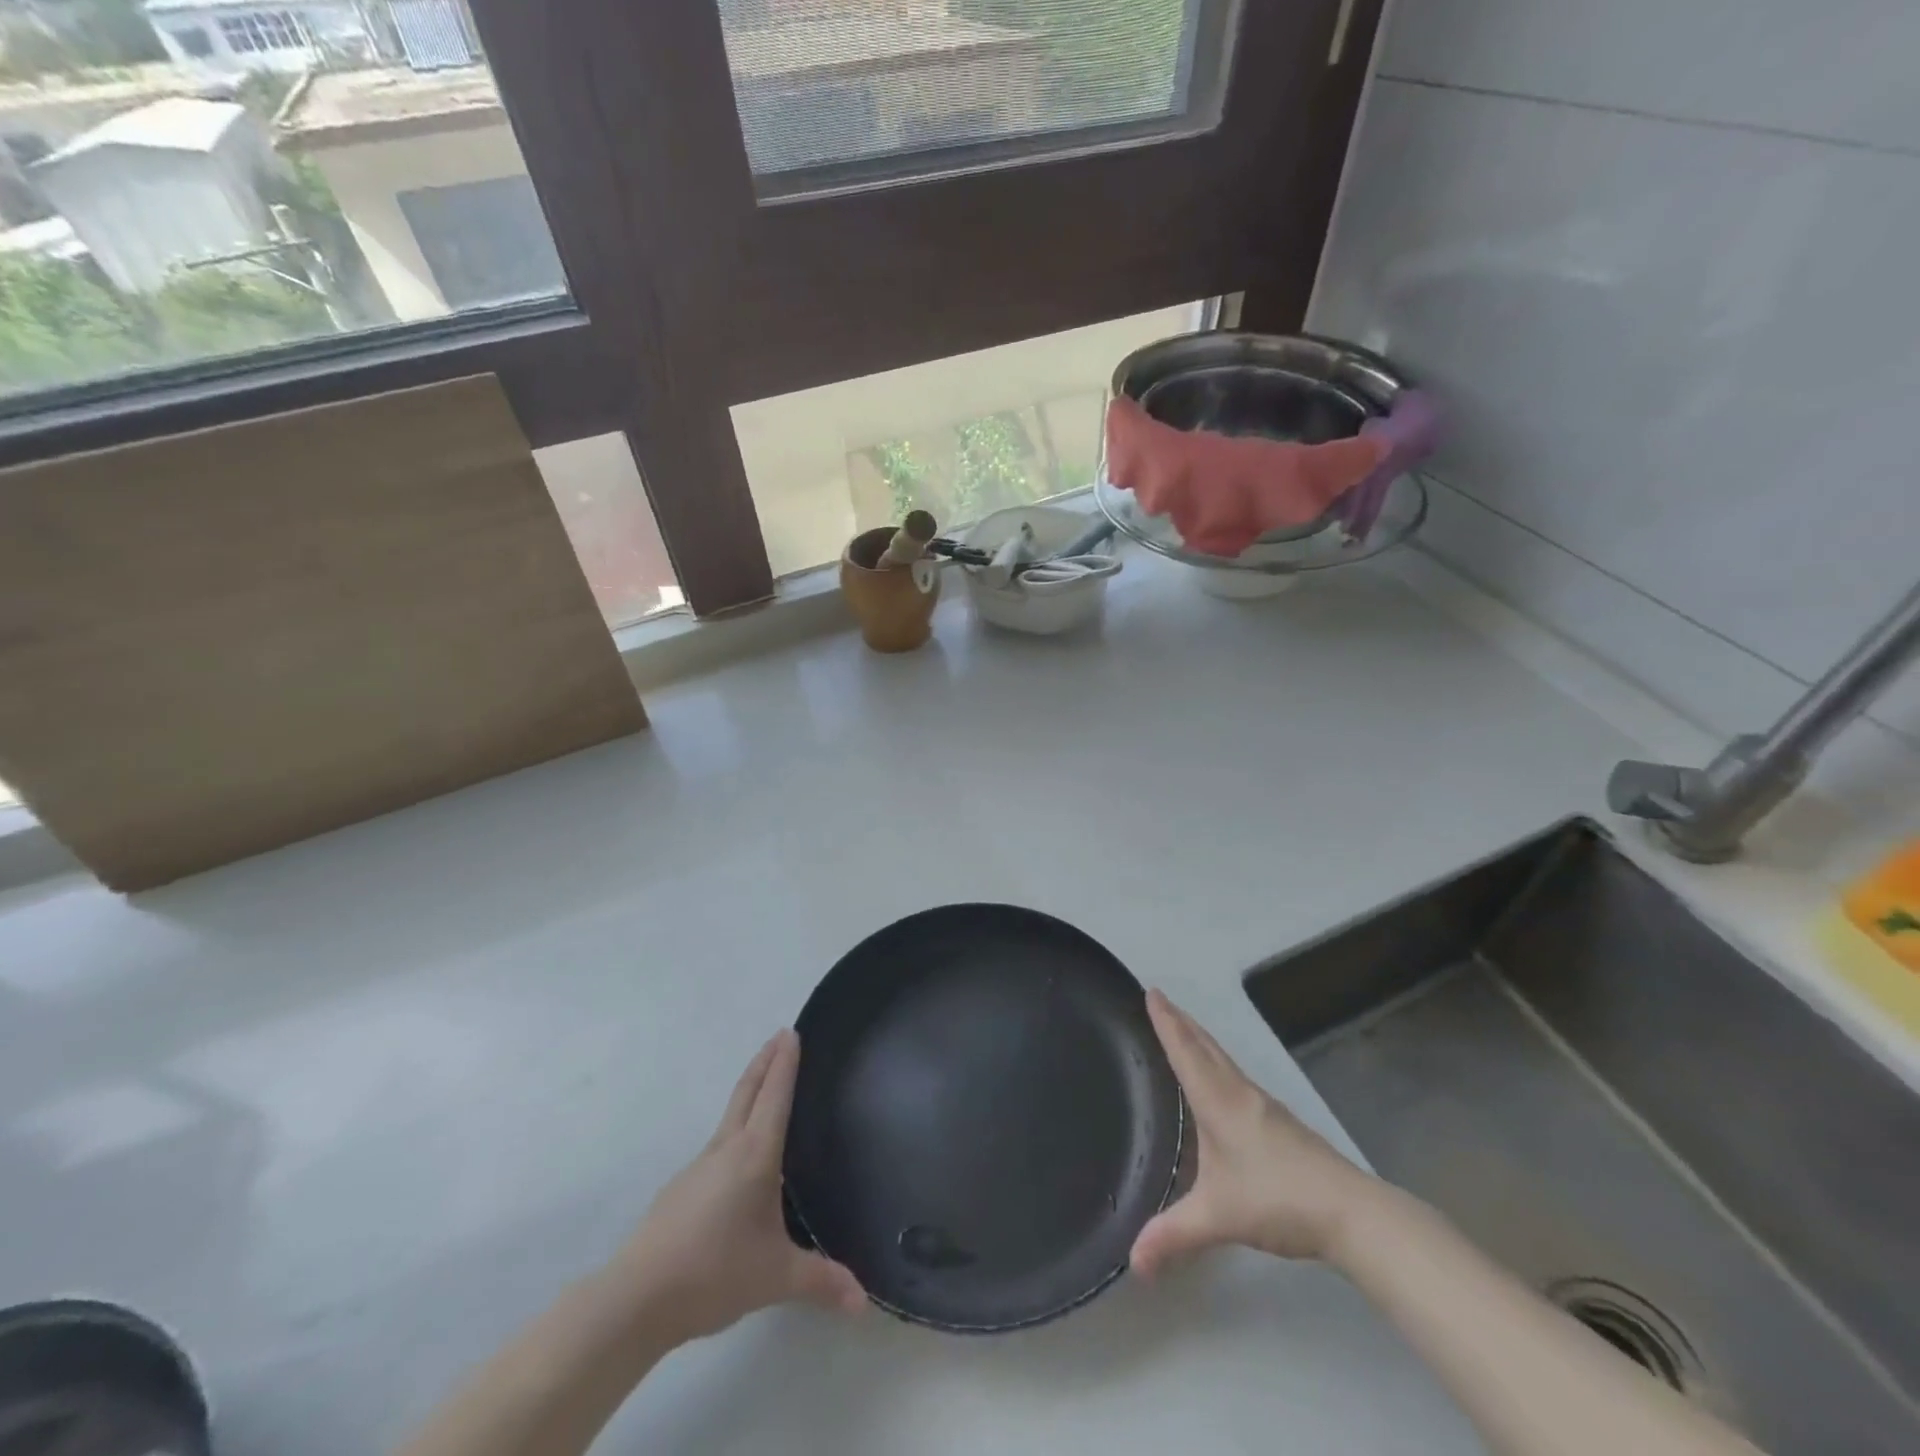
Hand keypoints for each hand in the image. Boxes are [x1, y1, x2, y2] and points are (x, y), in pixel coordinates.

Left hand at [606, 1029, 865, 1345]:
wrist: (636, 1298)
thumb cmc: (713, 1273)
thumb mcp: (776, 1277)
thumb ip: (821, 1281)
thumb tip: (864, 1300)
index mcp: (754, 1156)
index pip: (775, 1096)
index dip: (785, 1063)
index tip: (791, 1032)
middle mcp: (726, 1149)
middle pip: (747, 1092)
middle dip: (765, 1061)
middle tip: (779, 1036)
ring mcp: (699, 1167)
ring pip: (730, 1116)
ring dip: (749, 1092)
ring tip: (766, 1090)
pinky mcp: (681, 1189)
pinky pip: (718, 1145)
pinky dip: (735, 1129)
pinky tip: (739, 1158)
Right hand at [1130, 990, 1383, 1275]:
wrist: (1352, 1213)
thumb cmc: (1278, 1199)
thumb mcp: (1218, 1217)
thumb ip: (1174, 1236)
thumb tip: (1131, 1263)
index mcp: (1219, 1102)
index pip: (1186, 1052)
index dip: (1166, 1022)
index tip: (1151, 991)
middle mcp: (1240, 1094)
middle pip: (1206, 1047)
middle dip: (1182, 1021)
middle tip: (1161, 1000)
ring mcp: (1265, 1107)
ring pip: (1224, 1061)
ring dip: (1201, 1040)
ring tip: (1185, 1031)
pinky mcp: (1281, 1123)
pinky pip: (1237, 1078)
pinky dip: (1218, 1064)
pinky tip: (1221, 1084)